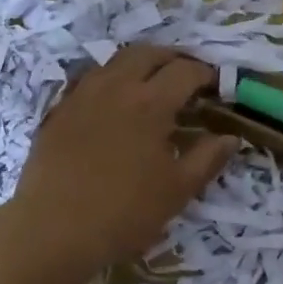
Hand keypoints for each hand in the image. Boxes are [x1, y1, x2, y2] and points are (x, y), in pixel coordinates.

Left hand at [6, 46, 236, 275]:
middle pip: (148, 53)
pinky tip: (113, 104)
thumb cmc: (124, 212)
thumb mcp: (177, 190)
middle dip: (173, 58)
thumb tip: (230, 137)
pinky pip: (89, 81)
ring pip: (115, 61)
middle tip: (187, 76)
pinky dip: (110, 81)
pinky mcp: (58, 112)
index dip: (206, 74)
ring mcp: (82, 96)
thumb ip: (207, 158)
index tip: (217, 87)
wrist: (52, 230)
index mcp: (150, 102)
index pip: (185, 71)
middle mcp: (116, 87)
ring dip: (140, 64)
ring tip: (152, 84)